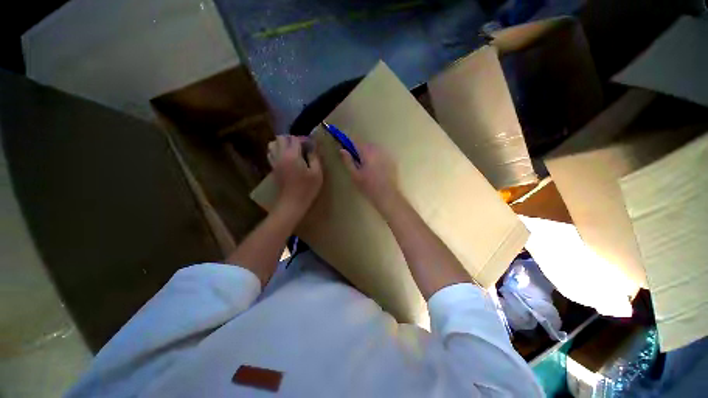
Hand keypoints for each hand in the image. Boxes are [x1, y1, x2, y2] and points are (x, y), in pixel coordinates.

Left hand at [268, 135, 321, 213]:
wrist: (292, 203)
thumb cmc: (307, 189)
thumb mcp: (317, 173)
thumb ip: (315, 158)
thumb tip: (312, 148)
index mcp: (292, 155)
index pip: (294, 139)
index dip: (303, 139)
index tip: (310, 145)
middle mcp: (280, 155)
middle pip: (280, 138)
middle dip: (291, 139)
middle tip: (301, 146)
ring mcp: (275, 162)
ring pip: (272, 145)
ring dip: (282, 144)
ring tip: (292, 151)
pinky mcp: (273, 169)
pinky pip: (271, 154)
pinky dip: (277, 151)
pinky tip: (286, 159)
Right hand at [340, 142, 400, 212]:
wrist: (388, 195)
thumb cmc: (368, 186)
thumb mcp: (355, 175)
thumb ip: (348, 161)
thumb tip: (342, 150)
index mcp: (367, 152)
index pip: (356, 140)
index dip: (349, 142)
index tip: (345, 148)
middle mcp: (378, 150)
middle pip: (366, 145)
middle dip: (360, 151)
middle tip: (357, 163)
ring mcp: (387, 154)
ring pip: (374, 149)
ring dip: (369, 154)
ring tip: (368, 168)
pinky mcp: (392, 160)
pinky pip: (382, 155)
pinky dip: (377, 159)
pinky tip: (377, 171)